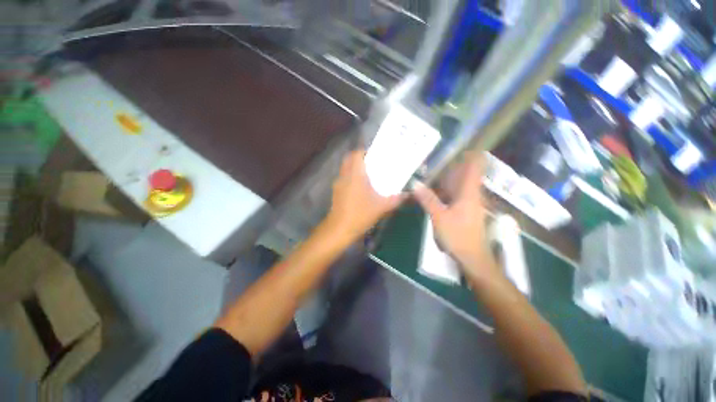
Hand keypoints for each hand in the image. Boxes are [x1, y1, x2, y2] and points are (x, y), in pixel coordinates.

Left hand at [326, 150, 403, 241]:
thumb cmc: (360, 214)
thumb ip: (395, 199)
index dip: (364, 151)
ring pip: (345, 169)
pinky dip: (350, 178)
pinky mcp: (336, 192)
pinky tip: (360, 189)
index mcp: (355, 175)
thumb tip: (407, 194)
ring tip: (368, 175)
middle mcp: (344, 176)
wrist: (339, 229)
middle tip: (372, 164)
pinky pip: (344, 179)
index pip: (356, 154)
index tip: (375, 155)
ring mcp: (338, 184)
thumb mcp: (381, 207)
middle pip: (349, 159)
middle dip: (359, 158)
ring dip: (354, 168)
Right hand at [413, 153, 500, 281]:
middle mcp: (472, 195)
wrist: (472, 257)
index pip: (475, 168)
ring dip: (450, 177)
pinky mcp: (464, 212)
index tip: (466, 142)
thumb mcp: (439, 216)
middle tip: (441, 155)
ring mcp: (469, 204)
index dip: (473, 154)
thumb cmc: (458, 235)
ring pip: (460, 185)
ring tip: (435, 169)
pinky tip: (436, 190)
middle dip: (456, 163)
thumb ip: (428, 199)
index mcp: (469, 193)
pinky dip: (447, 189)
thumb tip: (415, 184)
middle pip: (466, 174)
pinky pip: (456, 195)